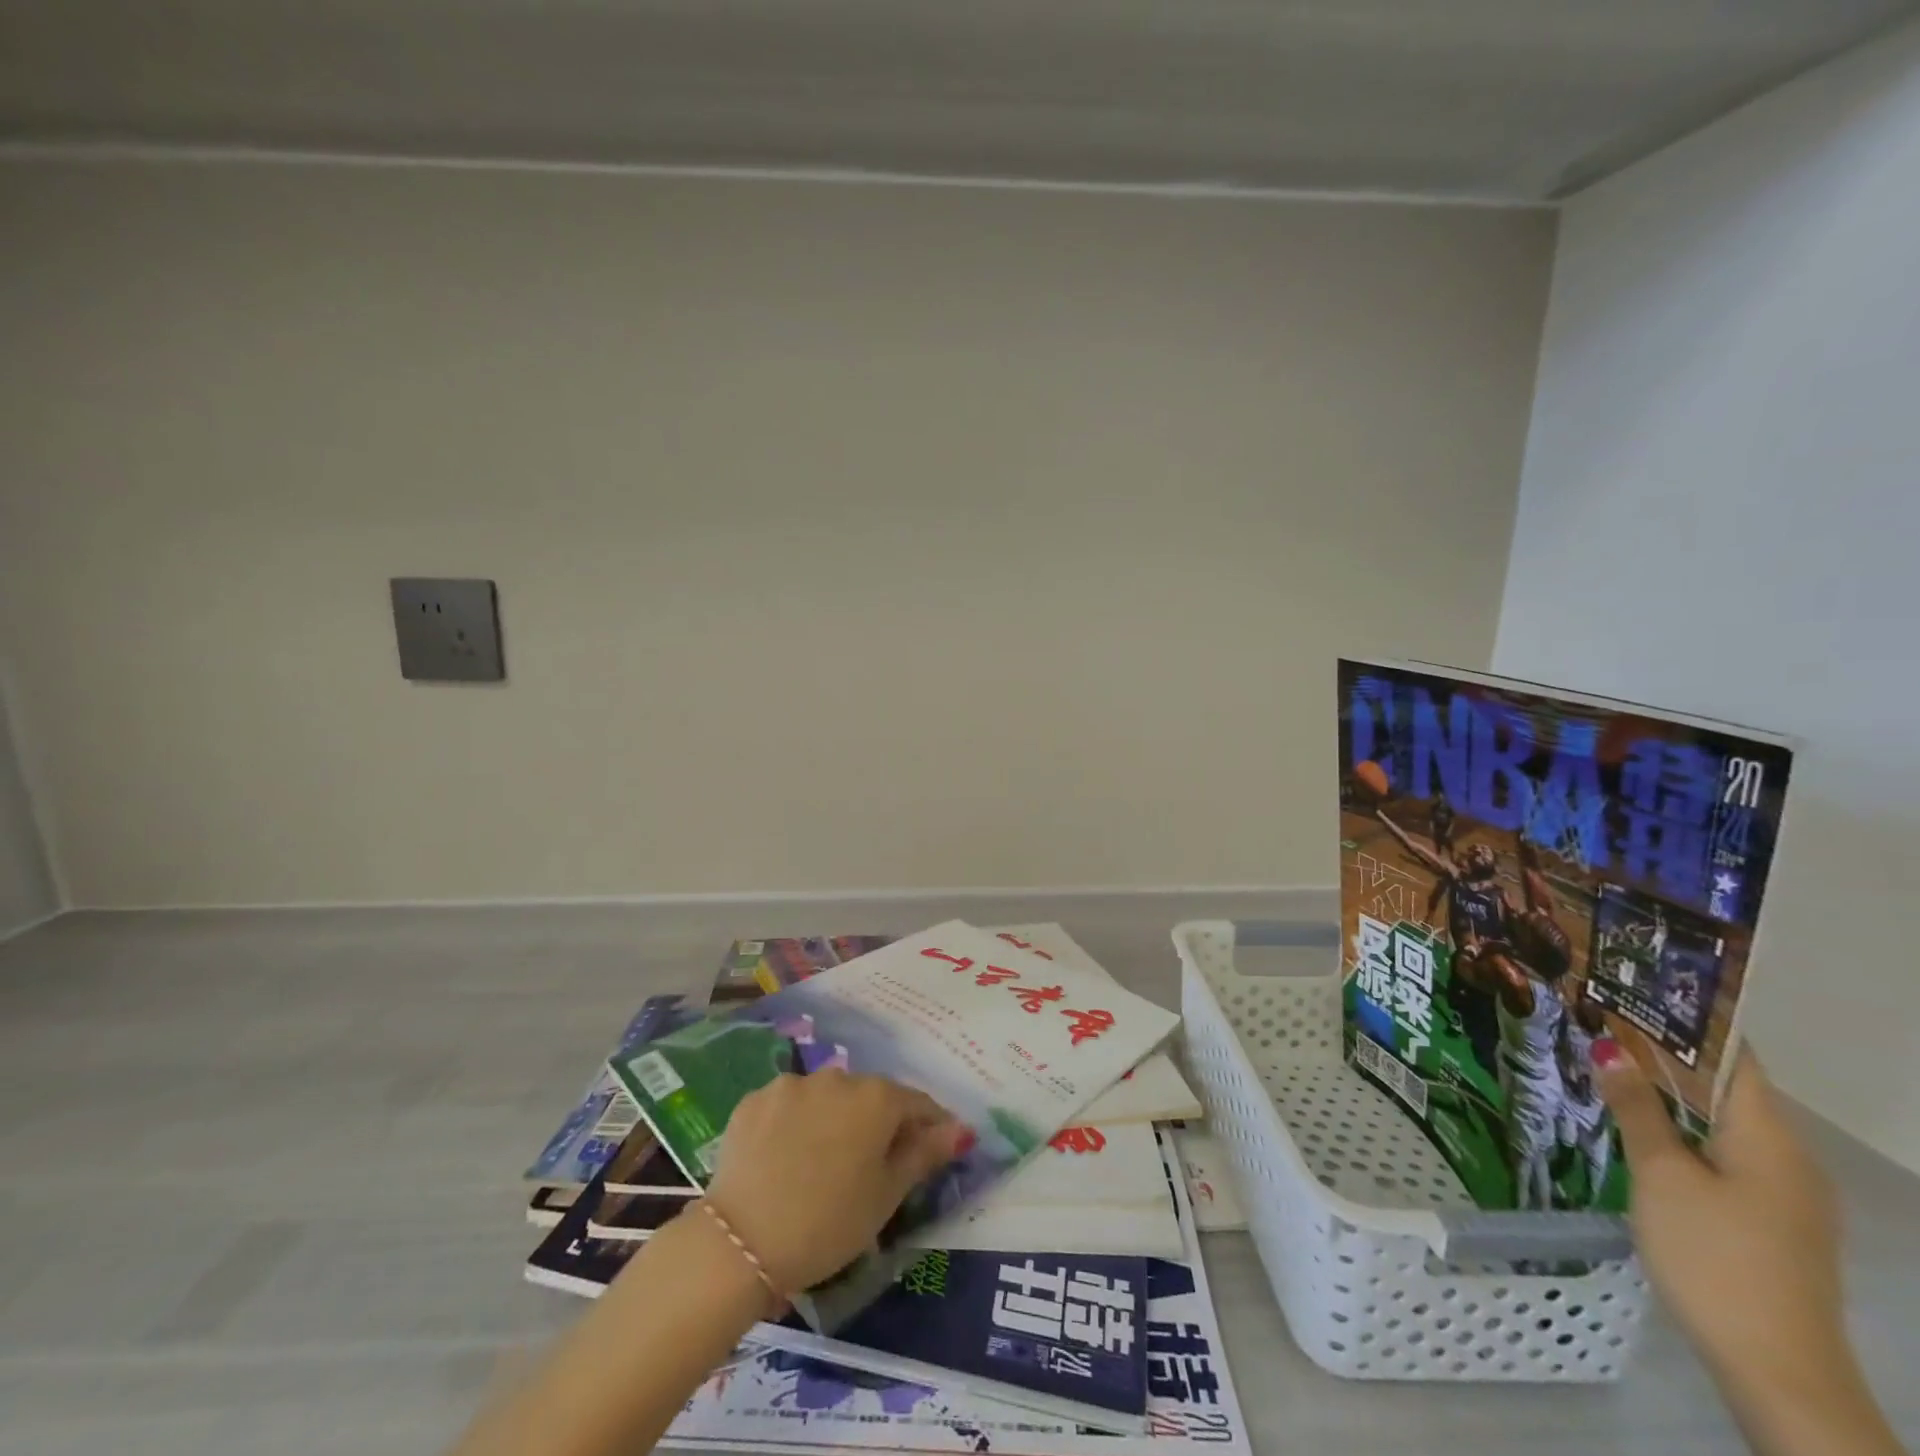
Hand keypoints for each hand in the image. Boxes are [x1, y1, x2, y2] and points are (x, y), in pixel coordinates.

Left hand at [704, 1069, 964, 1297]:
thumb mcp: (886, 1196)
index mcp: (877, 1098)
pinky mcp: (755, 1099)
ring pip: (827, 1098)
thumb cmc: (828, 1223)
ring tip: (823, 1163)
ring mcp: (793, 1084)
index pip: (916, 1103)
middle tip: (870, 1166)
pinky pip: (789, 1106)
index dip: (929, 1126)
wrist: (740, 1241)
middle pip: (870, 1097)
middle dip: (877, 1123)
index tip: (932, 1149)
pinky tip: (786, 1158)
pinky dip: (795, 1124)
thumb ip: (925, 1154)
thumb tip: (962, 1129)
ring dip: (834, 1120)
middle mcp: (838, 1077)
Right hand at [1595, 1037, 1901, 1455]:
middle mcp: (1787, 1158)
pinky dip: (1682, 1129)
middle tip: (1602, 1021)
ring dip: (1670, 1093)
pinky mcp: (1770, 1222)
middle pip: (1726, 1088)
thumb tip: (1610, 1047)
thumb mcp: (1662, 1175)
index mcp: (1769, 1138)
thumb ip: (1637, 1109)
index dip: (1686, 1022)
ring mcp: (1783, 1194)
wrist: (1778, 1370)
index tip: (1633, 991)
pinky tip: (1638, 1128)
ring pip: (1721, 1122)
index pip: (1733, 1058)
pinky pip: (1724, 1154)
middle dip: (1666, 1054)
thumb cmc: (1715, 1256)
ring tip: (1608, 1065)